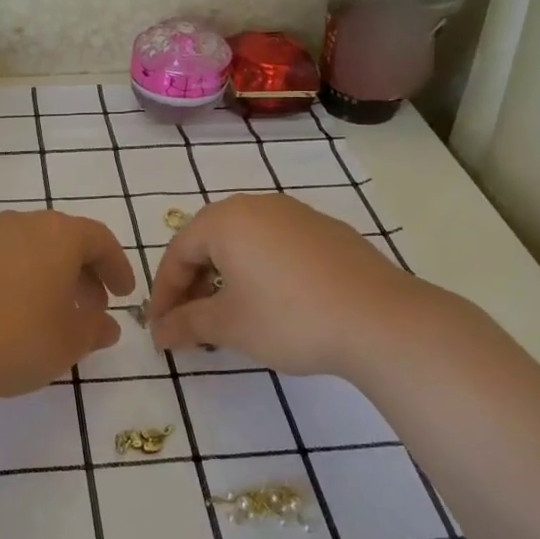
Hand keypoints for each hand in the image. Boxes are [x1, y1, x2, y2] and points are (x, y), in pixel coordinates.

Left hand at [0, 209, 135, 403]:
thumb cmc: (15, 339)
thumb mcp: (69, 342)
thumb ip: (94, 329)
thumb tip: (107, 325)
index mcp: (56, 235)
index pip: (99, 239)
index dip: (116, 267)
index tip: (123, 295)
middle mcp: (17, 225)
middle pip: (60, 241)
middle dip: (80, 273)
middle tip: (89, 308)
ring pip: (23, 250)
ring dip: (43, 277)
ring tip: (46, 314)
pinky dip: (8, 282)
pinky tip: (3, 316)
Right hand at [148, 193, 421, 376]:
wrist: (380, 320)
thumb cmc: (289, 318)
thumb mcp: (229, 325)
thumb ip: (186, 324)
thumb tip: (159, 332)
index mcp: (226, 220)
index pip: (178, 253)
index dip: (164, 293)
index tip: (161, 328)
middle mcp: (258, 206)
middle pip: (209, 242)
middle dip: (193, 283)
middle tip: (190, 321)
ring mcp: (297, 214)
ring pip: (244, 242)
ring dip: (225, 276)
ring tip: (229, 314)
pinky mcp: (327, 231)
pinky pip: (276, 245)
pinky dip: (260, 270)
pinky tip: (271, 302)